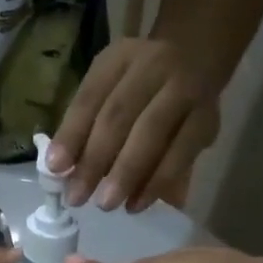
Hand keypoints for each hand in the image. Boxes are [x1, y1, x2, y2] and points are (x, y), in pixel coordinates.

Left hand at [47, 36, 218, 213]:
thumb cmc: (138, 85)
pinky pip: (181, 153)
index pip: (90, 96)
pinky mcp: (208, 119)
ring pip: (152, 133)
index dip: (72, 133)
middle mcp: (154, 66)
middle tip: (77, 197)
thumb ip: (87, 124)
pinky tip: (137, 204)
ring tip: (106, 204)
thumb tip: (62, 172)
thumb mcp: (109, 89)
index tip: (55, 169)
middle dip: (95, 160)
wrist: (198, 58)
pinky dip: (157, 182)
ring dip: (126, 173)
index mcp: (119, 58)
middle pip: (119, 115)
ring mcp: (185, 90)